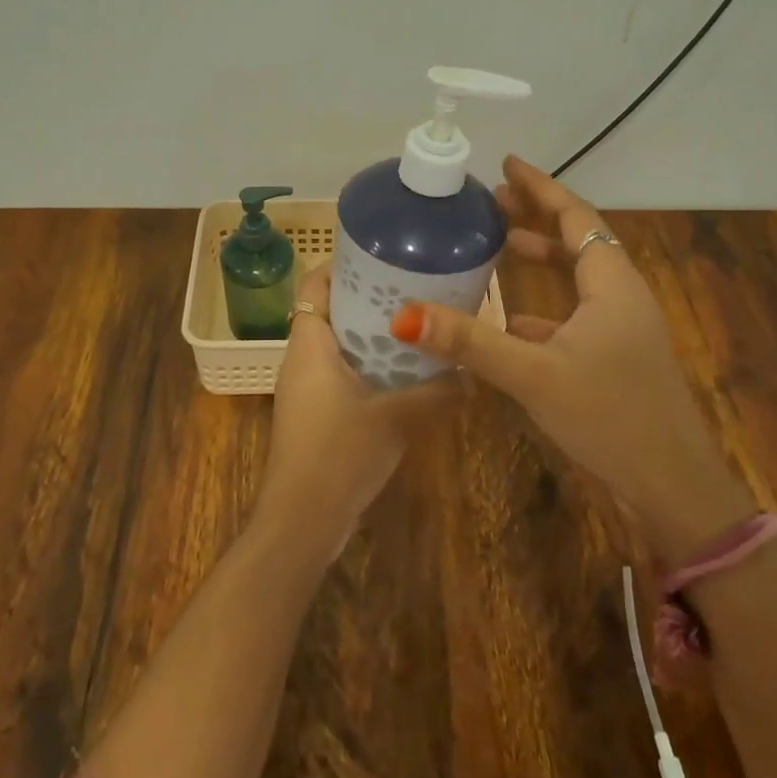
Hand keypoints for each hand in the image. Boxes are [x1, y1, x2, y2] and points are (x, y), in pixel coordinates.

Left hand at [253, 262, 456, 563]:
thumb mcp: (398, 418)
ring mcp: (306, 389)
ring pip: (338, 345)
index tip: (381, 255)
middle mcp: (302, 359)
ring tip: (418, 325)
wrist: (302, 522)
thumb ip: (439, 393)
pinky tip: (407, 375)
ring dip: (371, 335)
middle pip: (331, 312)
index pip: (316, 286)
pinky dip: (369, 365)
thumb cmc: (339, 454)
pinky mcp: (315, 414)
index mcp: (309, 344)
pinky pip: (342, 373)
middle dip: (368, 298)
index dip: (342, 266)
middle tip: (413, 288)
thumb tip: (473, 376)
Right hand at [390, 156, 749, 559]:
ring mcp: (622, 328)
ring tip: (498, 246)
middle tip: (492, 202)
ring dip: (541, 257)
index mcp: (612, 283)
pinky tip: (511, 319)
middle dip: (536, 217)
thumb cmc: (610, 417)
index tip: (506, 164)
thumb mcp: (534, 375)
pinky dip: (544, 305)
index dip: (541, 187)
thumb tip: (406, 314)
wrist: (673, 489)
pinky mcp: (617, 357)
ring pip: (578, 277)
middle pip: (577, 239)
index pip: (575, 216)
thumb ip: (471, 342)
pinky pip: (576, 313)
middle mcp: (622, 295)